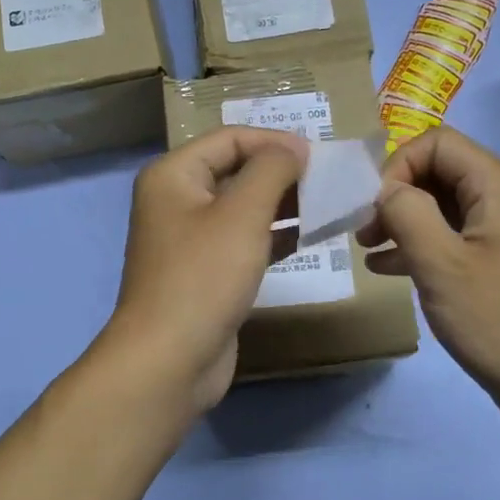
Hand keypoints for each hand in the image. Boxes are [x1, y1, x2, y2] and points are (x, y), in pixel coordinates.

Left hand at [102, 126, 307, 411]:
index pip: (230, 139)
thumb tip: (293, 149)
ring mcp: (190, 240)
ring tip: (328, 206)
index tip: (320, 157)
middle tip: (329, 182)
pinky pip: (244, 241)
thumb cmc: (203, 277)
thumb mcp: (242, 213)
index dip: (275, 142)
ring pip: (243, 208)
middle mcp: (176, 201)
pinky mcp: (206, 273)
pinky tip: (310, 237)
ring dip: (284, 205)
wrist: (170, 360)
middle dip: (282, 173)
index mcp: (173, 175)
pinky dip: (275, 236)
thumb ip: (271, 170)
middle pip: (236, 171)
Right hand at [356, 126, 499, 431]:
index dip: (396, 166)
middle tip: (363, 233)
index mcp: (499, 185)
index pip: (436, 143)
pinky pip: (455, 236)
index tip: (372, 209)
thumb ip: (405, 213)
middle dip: (396, 195)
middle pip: (440, 171)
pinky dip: (421, 244)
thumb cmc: (499, 321)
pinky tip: (389, 269)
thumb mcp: (440, 263)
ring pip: (444, 205)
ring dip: (403, 221)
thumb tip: (384, 189)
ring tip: (367, 250)